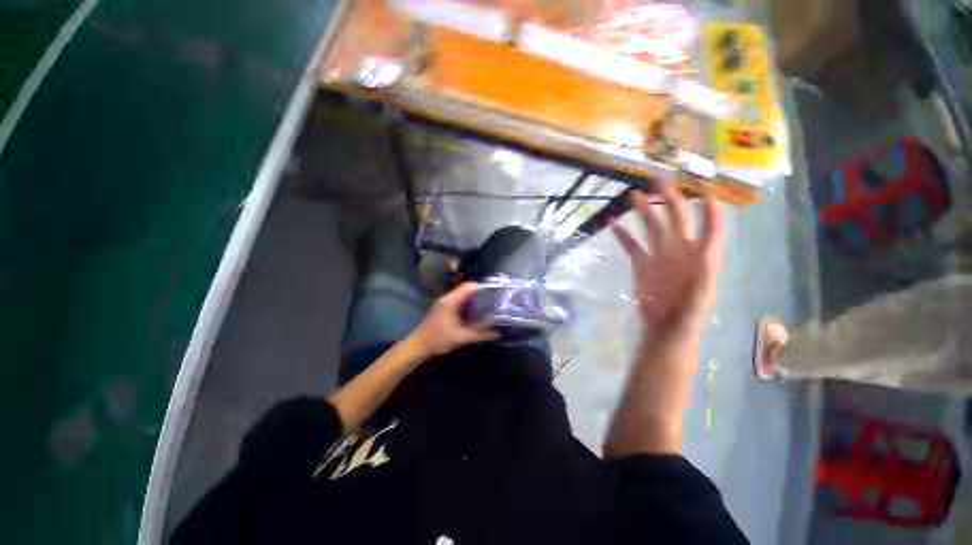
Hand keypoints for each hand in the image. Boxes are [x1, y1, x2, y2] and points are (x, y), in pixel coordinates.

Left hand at [408, 282, 498, 356]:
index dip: (482, 288)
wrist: (417, 346)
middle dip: (480, 295)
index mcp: (451, 301)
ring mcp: (444, 304)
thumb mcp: (461, 337)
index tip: (494, 294)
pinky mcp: (443, 310)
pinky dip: (467, 306)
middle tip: (494, 302)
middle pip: (466, 290)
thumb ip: (480, 334)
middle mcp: (447, 299)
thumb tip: (498, 333)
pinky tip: (475, 316)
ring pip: (462, 297)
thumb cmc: (438, 339)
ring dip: (474, 301)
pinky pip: (458, 303)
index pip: (469, 286)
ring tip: (488, 308)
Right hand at [612, 184, 722, 336]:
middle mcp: (680, 251)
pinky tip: (613, 224)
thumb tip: (704, 264)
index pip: (710, 230)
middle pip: (677, 220)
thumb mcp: (696, 307)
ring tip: (634, 196)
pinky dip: (623, 234)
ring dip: (644, 212)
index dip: (710, 212)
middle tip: (658, 182)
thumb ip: (700, 288)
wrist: (663, 328)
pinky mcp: (641, 263)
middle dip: (670, 200)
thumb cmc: (685, 320)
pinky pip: (632, 245)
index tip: (706, 192)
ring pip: (651, 228)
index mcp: (700, 258)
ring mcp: (659, 256)